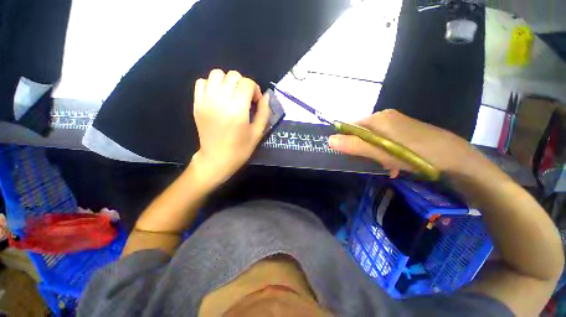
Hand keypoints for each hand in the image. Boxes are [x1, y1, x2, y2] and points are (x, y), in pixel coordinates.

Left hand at [191, 69, 269, 184]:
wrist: (216, 159)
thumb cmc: (240, 149)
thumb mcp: (258, 133)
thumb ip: (264, 112)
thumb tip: (266, 96)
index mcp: (237, 110)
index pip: (247, 83)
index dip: (255, 89)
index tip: (255, 101)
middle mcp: (220, 101)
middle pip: (233, 75)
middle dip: (243, 84)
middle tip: (245, 99)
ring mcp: (206, 101)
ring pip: (216, 74)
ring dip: (227, 81)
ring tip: (231, 95)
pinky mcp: (197, 104)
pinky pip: (202, 82)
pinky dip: (212, 85)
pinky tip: (218, 97)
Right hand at [328, 109, 492, 178]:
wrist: (457, 160)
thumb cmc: (415, 155)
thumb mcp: (381, 152)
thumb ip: (354, 145)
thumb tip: (329, 140)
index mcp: (377, 119)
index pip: (349, 126)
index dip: (345, 141)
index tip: (349, 156)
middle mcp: (385, 117)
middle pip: (361, 133)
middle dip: (361, 149)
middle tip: (370, 162)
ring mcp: (396, 124)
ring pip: (373, 139)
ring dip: (374, 153)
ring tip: (385, 166)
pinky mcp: (404, 131)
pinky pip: (385, 141)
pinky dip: (384, 153)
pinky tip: (394, 164)